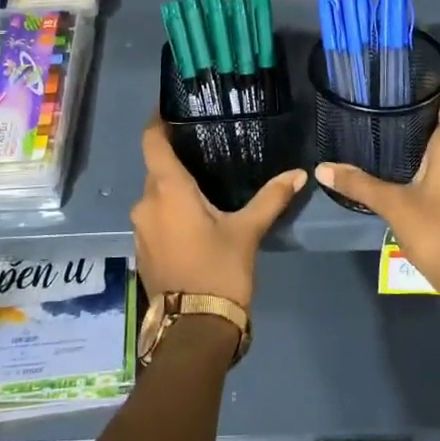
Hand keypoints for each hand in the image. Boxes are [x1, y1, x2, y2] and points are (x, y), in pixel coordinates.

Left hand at [131, 121, 306, 306]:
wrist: (195, 329)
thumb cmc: (220, 270)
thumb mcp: (248, 231)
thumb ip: (271, 198)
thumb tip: (299, 174)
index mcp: (167, 190)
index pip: (152, 141)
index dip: (158, 122)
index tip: (172, 110)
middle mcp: (146, 203)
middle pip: (156, 169)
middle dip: (177, 160)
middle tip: (206, 150)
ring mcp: (140, 229)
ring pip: (155, 195)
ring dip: (174, 189)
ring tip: (204, 185)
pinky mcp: (143, 250)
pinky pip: (155, 217)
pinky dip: (170, 211)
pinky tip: (194, 218)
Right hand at [315, 90, 439, 302]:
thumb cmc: (435, 229)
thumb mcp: (392, 204)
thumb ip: (358, 183)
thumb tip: (322, 168)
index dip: (434, 91)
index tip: (407, 90)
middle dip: (428, 117)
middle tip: (393, 114)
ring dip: (435, 142)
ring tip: (399, 140)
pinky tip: (416, 172)